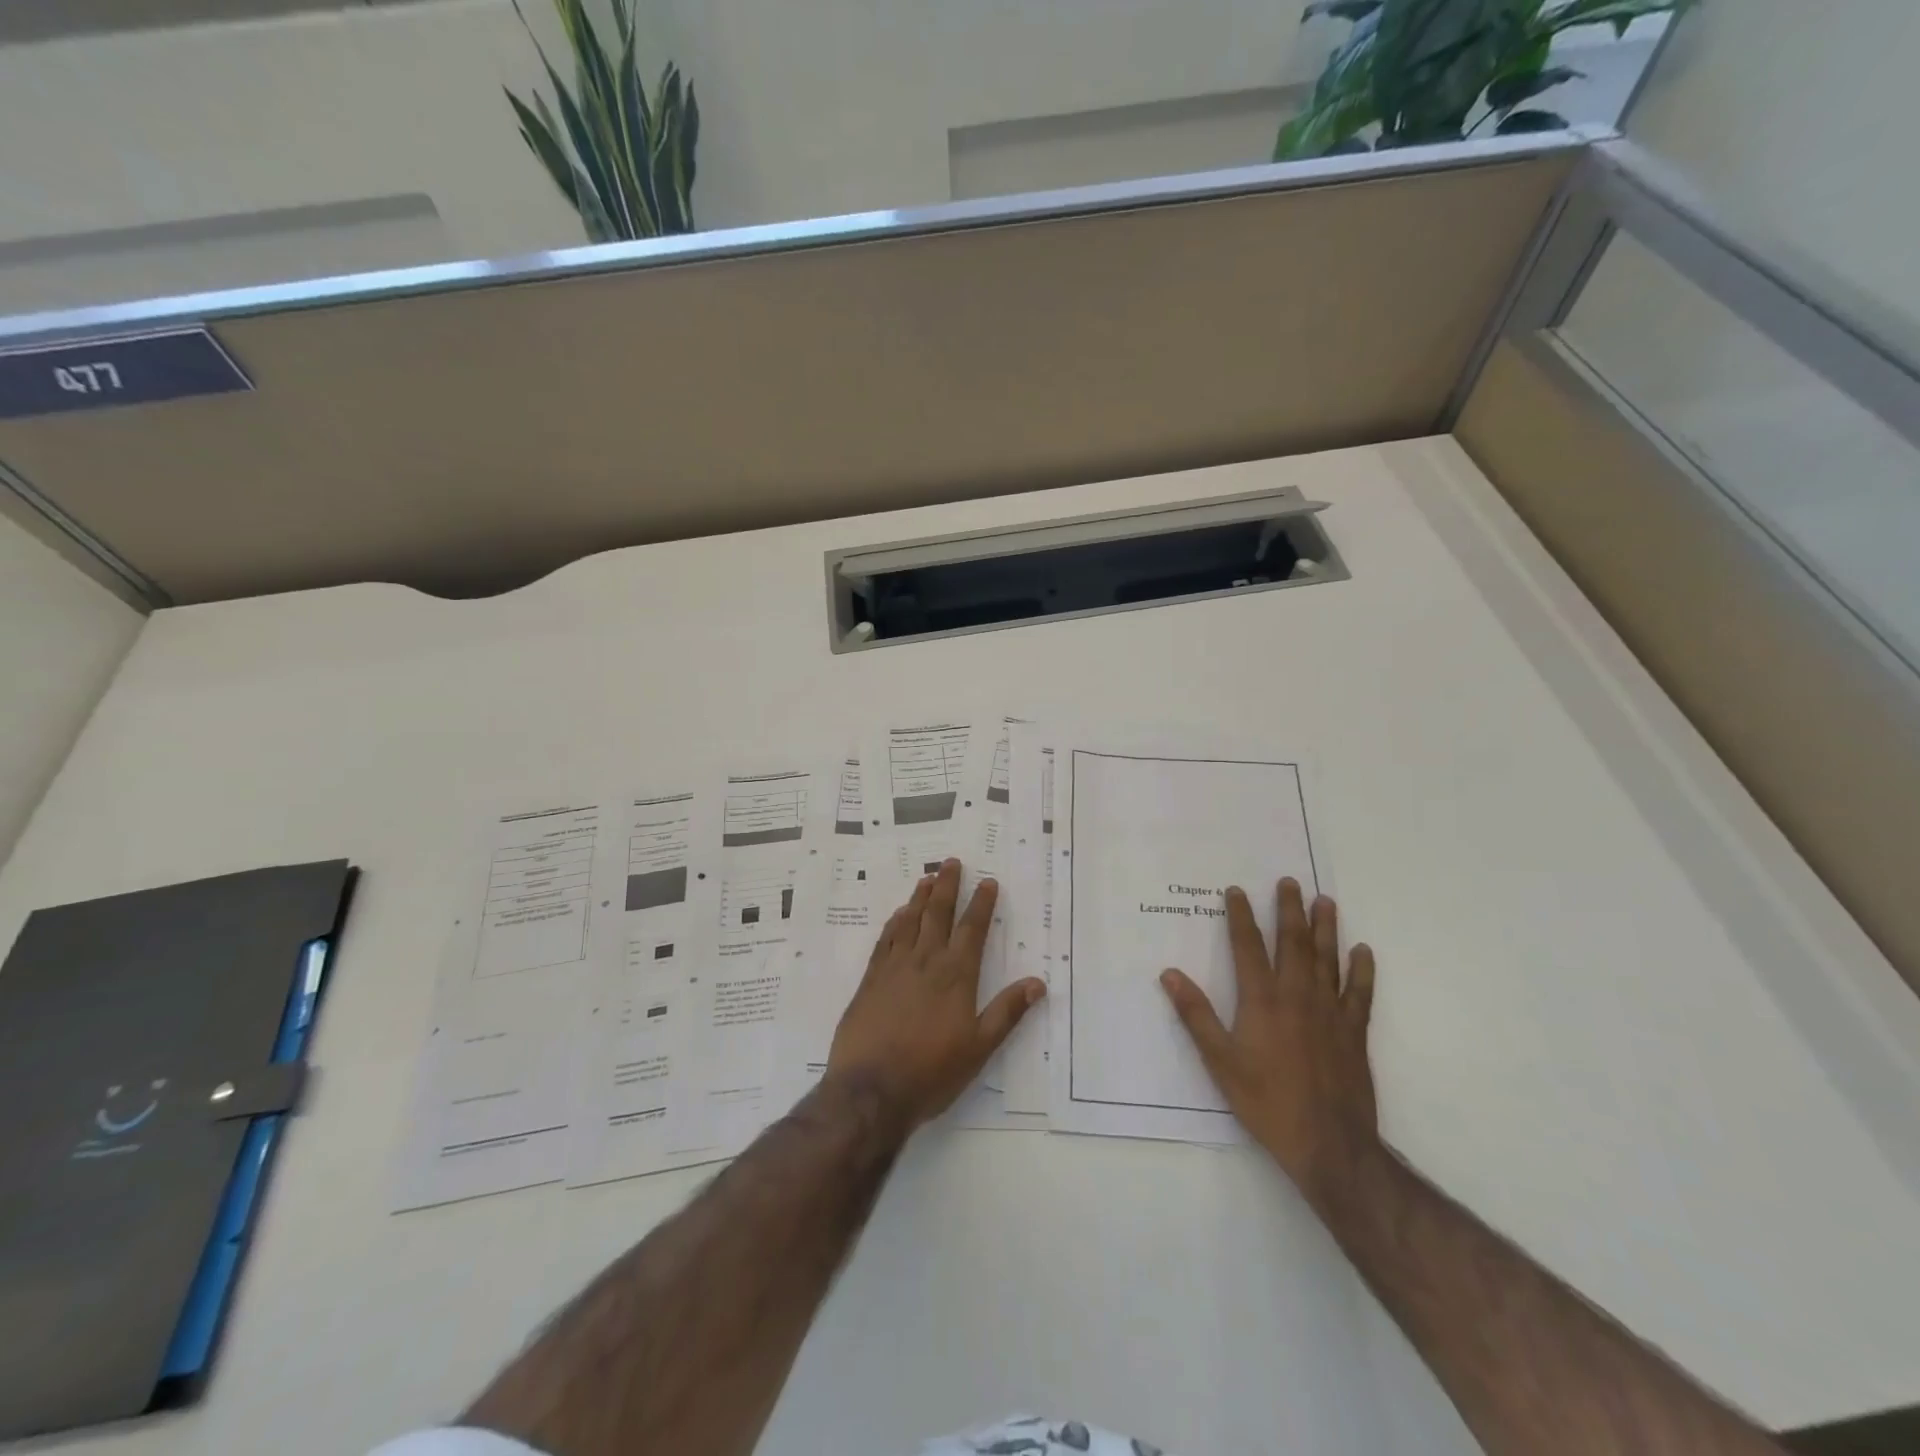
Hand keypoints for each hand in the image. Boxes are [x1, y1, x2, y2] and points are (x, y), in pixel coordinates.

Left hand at [826, 859, 1045, 1130]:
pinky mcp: (871, 979)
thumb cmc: (931, 1072)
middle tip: (951, 862)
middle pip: (938, 914)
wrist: (871, 1089)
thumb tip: (1037, 983)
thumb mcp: (979, 1048)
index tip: (988, 881)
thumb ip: (1007, 1012)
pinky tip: (898, 915)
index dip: (982, 904)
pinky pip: (885, 940)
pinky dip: (894, 922)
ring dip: (920, 898)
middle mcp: (926, 961)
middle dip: (947, 886)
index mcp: (956, 976)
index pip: (972, 929)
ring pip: (910, 921)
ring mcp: (894, 967)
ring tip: (927, 878)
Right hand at [1160, 879, 1378, 1207]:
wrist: (1329, 1144)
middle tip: (1289, 882)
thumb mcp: (1220, 1061)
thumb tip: (1170, 973)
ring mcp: (1330, 1012)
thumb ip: (1196, 1015)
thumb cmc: (1266, 1101)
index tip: (1236, 891)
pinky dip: (1362, 970)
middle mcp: (1297, 996)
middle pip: (1293, 943)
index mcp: (1262, 1000)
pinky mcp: (1354, 1032)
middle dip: (1289, 910)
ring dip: (1326, 928)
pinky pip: (1360, 993)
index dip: (1241, 916)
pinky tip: (1363, 952)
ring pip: (1328, 959)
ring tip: (1325, 901)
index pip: (1248, 947)